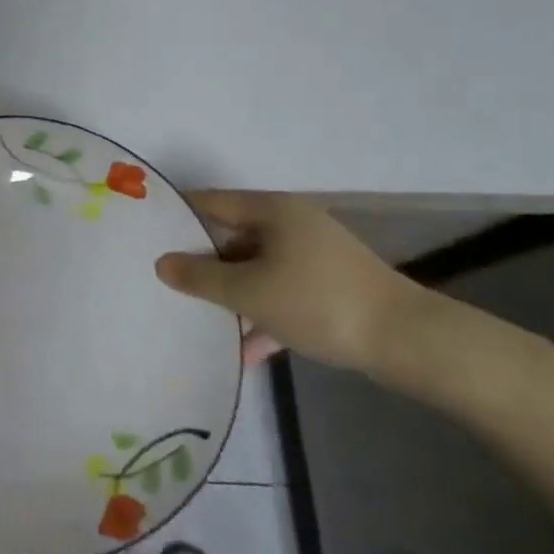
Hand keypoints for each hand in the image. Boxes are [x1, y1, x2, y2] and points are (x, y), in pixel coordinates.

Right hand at [154, 192, 422, 373]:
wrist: (408, 341)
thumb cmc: (317, 302)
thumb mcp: (249, 292)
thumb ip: (200, 278)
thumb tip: (161, 263)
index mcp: (272, 211)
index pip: (211, 202)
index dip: (177, 214)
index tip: (146, 232)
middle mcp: (292, 224)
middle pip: (233, 236)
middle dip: (202, 261)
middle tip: (165, 280)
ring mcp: (313, 256)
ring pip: (257, 268)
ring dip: (231, 293)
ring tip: (197, 316)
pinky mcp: (329, 286)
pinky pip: (282, 293)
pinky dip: (263, 314)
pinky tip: (245, 351)